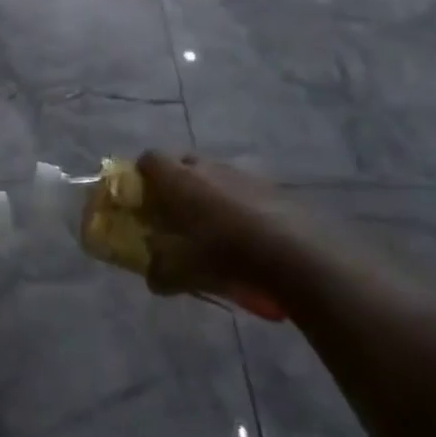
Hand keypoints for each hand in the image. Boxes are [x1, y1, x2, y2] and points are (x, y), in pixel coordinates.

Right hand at [137, 150, 297, 319]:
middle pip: (182, 164)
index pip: (149, 159)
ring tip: (214, 229)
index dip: (142, 176)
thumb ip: (160, 273)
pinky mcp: (268, 186)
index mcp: (178, 179)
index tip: (143, 199)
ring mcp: (240, 173)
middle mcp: (206, 167)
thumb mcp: (182, 273)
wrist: (293, 254)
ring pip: (213, 176)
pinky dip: (237, 205)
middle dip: (176, 184)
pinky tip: (245, 236)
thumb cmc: (224, 255)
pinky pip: (241, 190)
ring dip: (208, 195)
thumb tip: (153, 277)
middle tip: (176, 214)